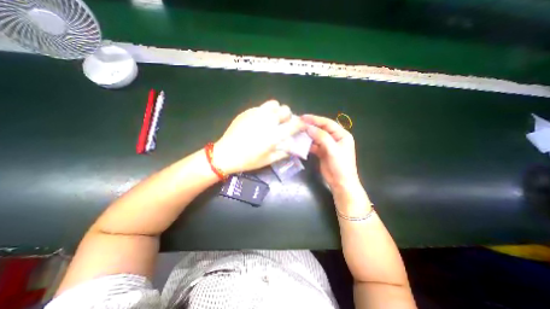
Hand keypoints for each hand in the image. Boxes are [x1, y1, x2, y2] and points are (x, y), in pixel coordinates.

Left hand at [214, 101, 304, 174]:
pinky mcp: (247, 111)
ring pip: (274, 104)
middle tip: (284, 124)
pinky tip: (260, 121)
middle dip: (288, 116)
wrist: (226, 153)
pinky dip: (265, 112)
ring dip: (277, 111)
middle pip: (285, 109)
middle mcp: (267, 121)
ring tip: (273, 119)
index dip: (301, 124)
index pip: (294, 124)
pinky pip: (261, 107)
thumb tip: (292, 146)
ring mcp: (256, 114)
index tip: (301, 126)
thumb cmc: (248, 160)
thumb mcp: (268, 160)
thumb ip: (283, 152)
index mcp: (274, 135)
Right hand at [301, 114, 361, 192]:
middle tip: (298, 123)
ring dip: (307, 135)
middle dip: (310, 126)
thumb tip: (309, 128)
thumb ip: (322, 137)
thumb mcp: (333, 150)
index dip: (315, 119)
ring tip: (297, 132)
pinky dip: (307, 144)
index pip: (327, 123)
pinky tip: (300, 143)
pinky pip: (313, 145)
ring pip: (316, 137)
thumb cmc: (341, 166)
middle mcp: (335, 138)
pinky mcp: (322, 152)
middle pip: (321, 129)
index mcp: (342, 135)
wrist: (341, 183)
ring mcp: (328, 146)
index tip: (303, 117)